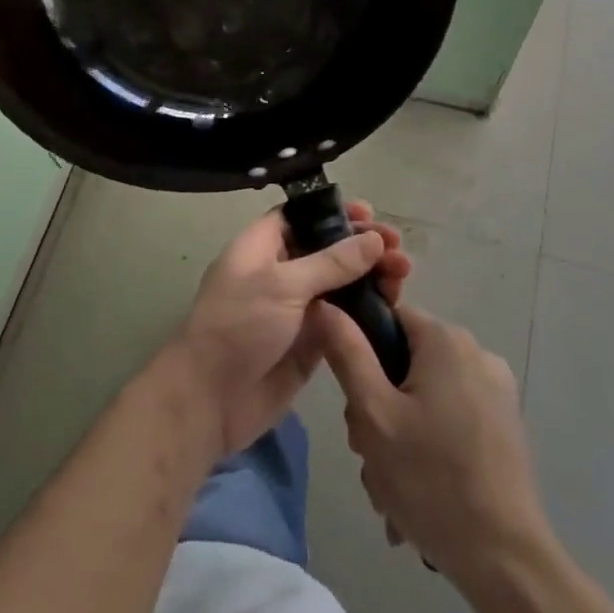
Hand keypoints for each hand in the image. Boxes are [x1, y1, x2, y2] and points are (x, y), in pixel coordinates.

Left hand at [172, 200, 407, 457]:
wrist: (210, 400)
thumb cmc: (239, 326)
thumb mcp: (283, 285)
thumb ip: (332, 262)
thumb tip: (374, 239)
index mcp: (261, 247)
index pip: (300, 216)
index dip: (334, 212)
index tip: (369, 213)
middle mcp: (280, 272)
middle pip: (327, 249)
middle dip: (362, 246)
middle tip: (397, 247)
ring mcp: (296, 308)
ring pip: (340, 284)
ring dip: (370, 276)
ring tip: (403, 275)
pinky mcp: (310, 341)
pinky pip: (343, 318)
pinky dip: (366, 310)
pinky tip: (393, 305)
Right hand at [318, 302, 550, 581]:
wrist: (505, 562)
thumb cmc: (431, 480)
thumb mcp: (374, 414)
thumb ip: (347, 353)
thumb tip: (326, 303)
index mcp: (446, 340)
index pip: (387, 319)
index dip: (361, 354)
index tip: (354, 404)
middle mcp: (476, 354)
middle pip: (404, 363)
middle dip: (379, 408)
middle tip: (370, 456)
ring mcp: (495, 391)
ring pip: (424, 397)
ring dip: (399, 437)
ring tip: (392, 490)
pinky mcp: (504, 425)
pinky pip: (450, 419)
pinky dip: (428, 447)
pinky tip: (417, 496)